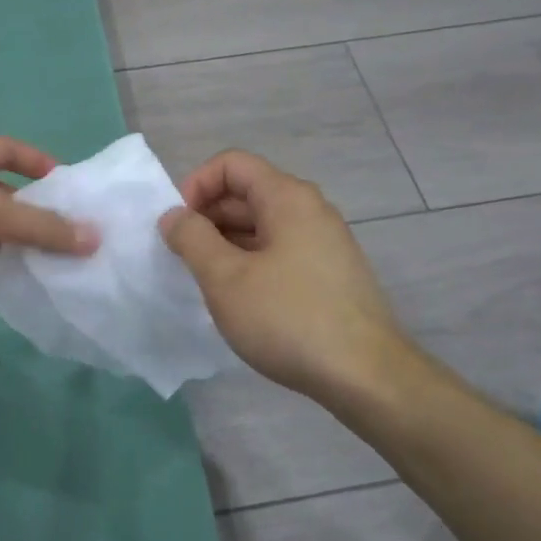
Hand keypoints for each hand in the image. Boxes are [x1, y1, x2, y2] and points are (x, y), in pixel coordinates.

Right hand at [159, 150, 408, 401]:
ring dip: (227, 243)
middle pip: (248, 192)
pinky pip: (280, 251)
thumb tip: (174, 216)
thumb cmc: (289, 318)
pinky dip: (251, 262)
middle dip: (208, 217)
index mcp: (287, 197)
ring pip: (263, 225)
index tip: (180, 226)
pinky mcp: (330, 273)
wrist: (366, 376)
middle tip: (185, 258)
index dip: (196, 185)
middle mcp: (310, 210)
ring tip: (207, 282)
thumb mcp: (226, 278)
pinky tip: (241, 299)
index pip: (231, 164)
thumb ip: (192, 239)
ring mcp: (325, 242)